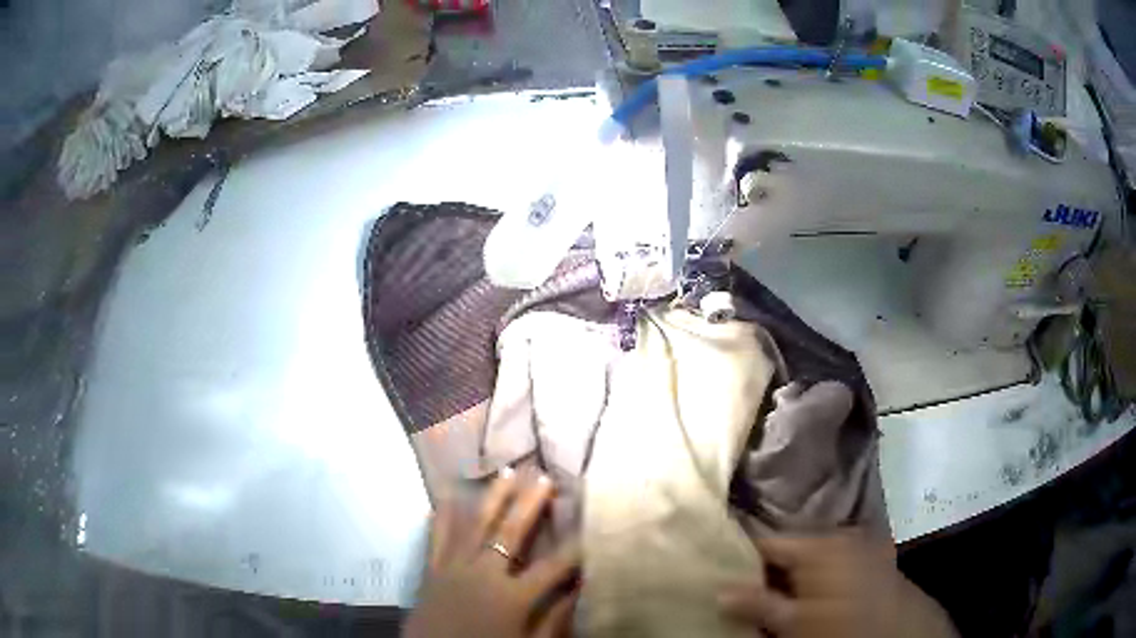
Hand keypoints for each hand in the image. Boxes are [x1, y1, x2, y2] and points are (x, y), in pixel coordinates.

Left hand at [403, 470, 580, 637]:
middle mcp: (483, 574)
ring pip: (474, 525)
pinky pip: (438, 538)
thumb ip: (553, 620)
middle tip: (543, 475)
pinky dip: (444, 517)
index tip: (593, 525)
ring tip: (506, 471)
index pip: (554, 565)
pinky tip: (448, 497)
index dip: (576, 546)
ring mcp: (453, 569)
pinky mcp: (431, 572)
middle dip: (529, 503)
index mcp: (512, 597)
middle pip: (510, 532)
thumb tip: (578, 589)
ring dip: (491, 497)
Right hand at [719, 530, 957, 637]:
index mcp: (820, 546)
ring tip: (770, 589)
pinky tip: (806, 590)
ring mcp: (858, 543)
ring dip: (791, 570)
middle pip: (790, 546)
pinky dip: (814, 572)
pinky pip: (831, 557)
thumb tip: (719, 590)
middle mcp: (840, 535)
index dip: (740, 555)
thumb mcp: (796, 623)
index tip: (719, 564)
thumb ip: (760, 604)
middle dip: (767, 565)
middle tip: (743, 583)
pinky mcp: (870, 555)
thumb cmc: (843, 626)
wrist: (900, 631)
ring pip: (810, 553)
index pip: (767, 542)